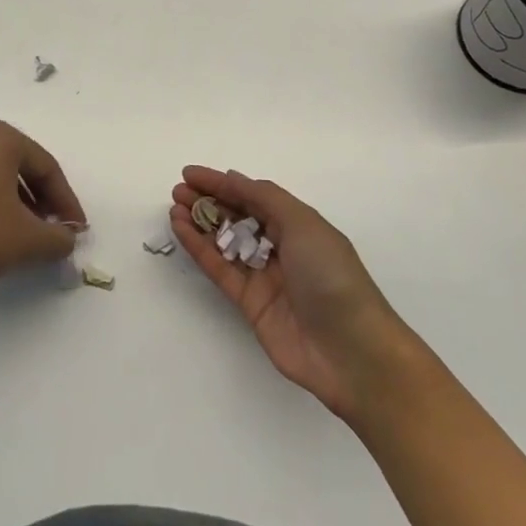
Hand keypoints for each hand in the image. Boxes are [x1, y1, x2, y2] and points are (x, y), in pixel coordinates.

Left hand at [0, 119, 85, 293]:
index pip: (48, 168)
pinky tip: (0, 232)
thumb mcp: (26, 240)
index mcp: (2, 137)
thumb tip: (68, 238)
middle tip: (56, 232)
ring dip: (22, 204)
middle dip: (45, 202)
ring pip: (3, 176)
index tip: (78, 231)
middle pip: (25, 168)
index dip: (67, 203)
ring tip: (30, 236)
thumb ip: (57, 238)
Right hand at [172, 166, 410, 419]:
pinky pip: (220, 269)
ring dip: (200, 223)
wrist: (351, 351)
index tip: (191, 174)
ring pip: (225, 242)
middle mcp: (281, 246)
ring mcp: (264, 276)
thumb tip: (232, 178)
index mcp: (299, 224)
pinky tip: (182, 230)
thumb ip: (264, 198)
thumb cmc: (332, 276)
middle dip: (209, 201)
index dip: (222, 183)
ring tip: (175, 206)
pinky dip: (200, 249)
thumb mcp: (303, 224)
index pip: (254, 195)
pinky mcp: (249, 304)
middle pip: (238, 217)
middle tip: (178, 190)